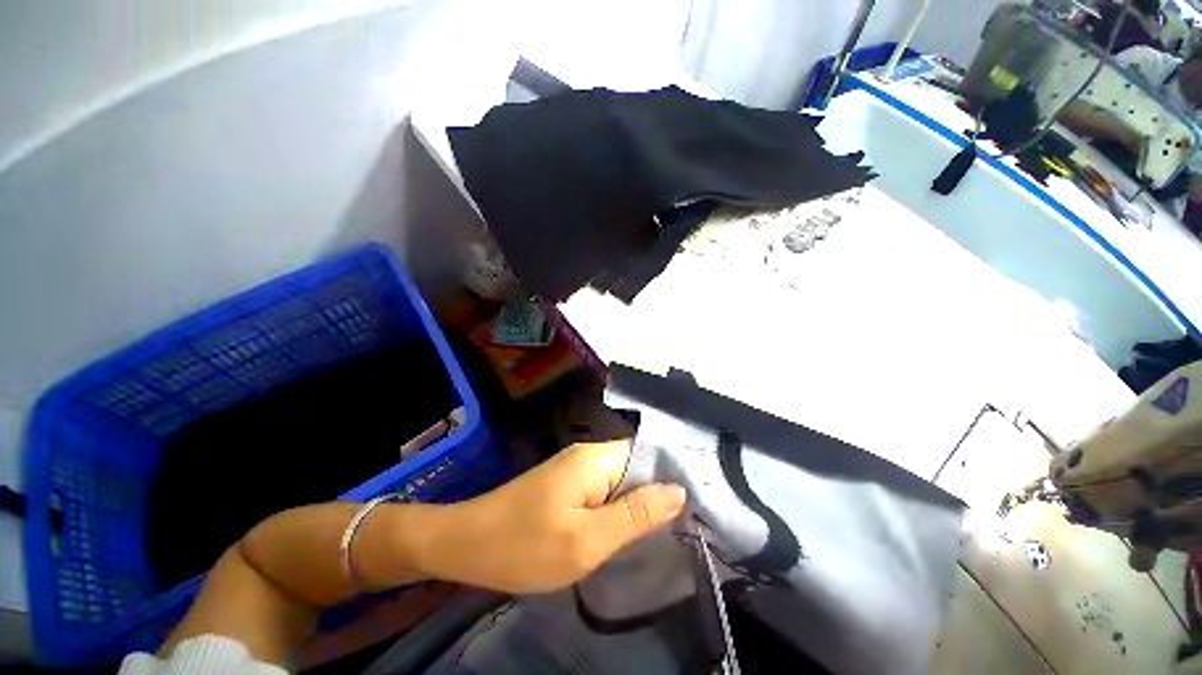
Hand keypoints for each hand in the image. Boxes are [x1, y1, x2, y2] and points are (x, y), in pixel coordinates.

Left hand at [415, 440, 686, 593]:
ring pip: (619, 481)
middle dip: (656, 494)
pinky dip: (617, 510)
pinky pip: (602, 492)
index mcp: (596, 459)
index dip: (671, 475)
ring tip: (664, 533)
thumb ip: (634, 515)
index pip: (647, 454)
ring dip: (637, 504)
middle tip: (685, 528)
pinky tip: (626, 532)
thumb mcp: (586, 540)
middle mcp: (588, 455)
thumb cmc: (524, 545)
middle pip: (635, 467)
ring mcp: (575, 469)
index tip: (696, 504)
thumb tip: (678, 491)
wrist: (465, 544)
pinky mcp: (566, 485)